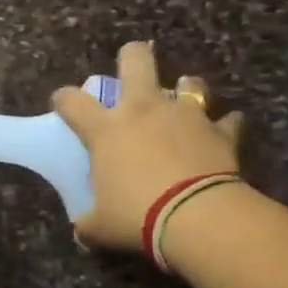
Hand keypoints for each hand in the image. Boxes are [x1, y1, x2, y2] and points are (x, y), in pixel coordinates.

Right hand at [51, 40, 244, 254]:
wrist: (198, 217)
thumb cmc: (138, 216)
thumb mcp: (101, 226)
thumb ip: (89, 224)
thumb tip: (82, 231)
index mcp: (106, 130)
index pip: (72, 101)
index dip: (63, 98)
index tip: (62, 103)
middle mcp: (143, 110)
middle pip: (136, 61)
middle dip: (132, 56)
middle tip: (131, 61)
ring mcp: (185, 116)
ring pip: (189, 83)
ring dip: (185, 88)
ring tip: (183, 97)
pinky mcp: (219, 131)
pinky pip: (226, 121)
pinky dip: (223, 125)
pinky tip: (223, 131)